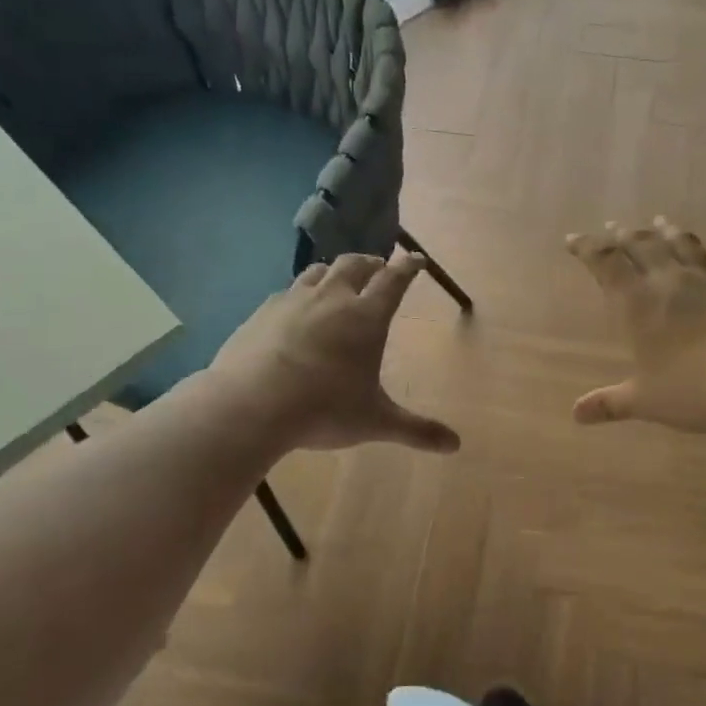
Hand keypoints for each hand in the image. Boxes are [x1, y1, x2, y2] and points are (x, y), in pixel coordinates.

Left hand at [207, 250, 459, 453]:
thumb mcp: (375, 422)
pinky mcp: (262, 312)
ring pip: (319, 271)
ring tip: (340, 279)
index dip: (408, 267)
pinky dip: (302, 292)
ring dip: (336, 270)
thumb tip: (456, 446)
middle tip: (379, 266)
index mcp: (366, 317)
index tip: (417, 260)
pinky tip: (297, 308)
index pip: (394, 280)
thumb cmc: (323, 410)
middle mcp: (332, 299)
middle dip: (372, 262)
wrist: (249, 406)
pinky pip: (288, 291)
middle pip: (355, 265)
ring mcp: (292, 301)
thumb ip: (416, 430)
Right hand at [567, 218, 705, 434]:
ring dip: (669, 232)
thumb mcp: (643, 401)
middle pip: (643, 246)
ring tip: (660, 222)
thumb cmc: (690, 392)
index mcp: (638, 304)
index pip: (606, 263)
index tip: (572, 240)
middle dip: (623, 235)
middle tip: (612, 227)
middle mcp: (671, 282)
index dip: (587, 248)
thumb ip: (609, 403)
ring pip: (684, 246)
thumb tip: (576, 415)